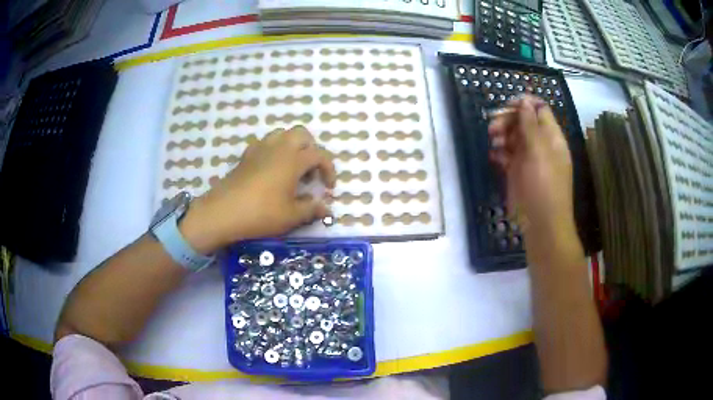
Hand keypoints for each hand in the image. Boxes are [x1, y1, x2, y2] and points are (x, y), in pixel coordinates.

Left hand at [180, 126, 335, 253]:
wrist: (223, 212)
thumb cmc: (261, 214)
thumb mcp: (291, 216)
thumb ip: (311, 209)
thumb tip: (326, 209)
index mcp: (293, 160)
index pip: (319, 154)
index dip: (329, 169)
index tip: (329, 187)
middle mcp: (278, 148)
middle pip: (301, 134)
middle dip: (311, 149)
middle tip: (310, 171)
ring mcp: (260, 149)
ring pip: (281, 134)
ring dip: (292, 145)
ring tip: (292, 167)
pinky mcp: (246, 156)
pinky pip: (264, 143)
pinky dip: (273, 150)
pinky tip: (271, 168)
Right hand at [488, 95, 574, 234]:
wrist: (541, 223)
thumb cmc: (544, 186)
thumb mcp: (538, 151)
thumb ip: (530, 125)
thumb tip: (525, 100)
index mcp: (551, 137)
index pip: (539, 110)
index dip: (524, 104)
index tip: (506, 106)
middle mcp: (541, 145)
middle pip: (523, 122)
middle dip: (508, 120)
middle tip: (492, 127)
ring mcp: (529, 159)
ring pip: (513, 138)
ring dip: (501, 135)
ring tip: (492, 141)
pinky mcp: (518, 173)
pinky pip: (507, 156)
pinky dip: (499, 153)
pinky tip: (494, 157)